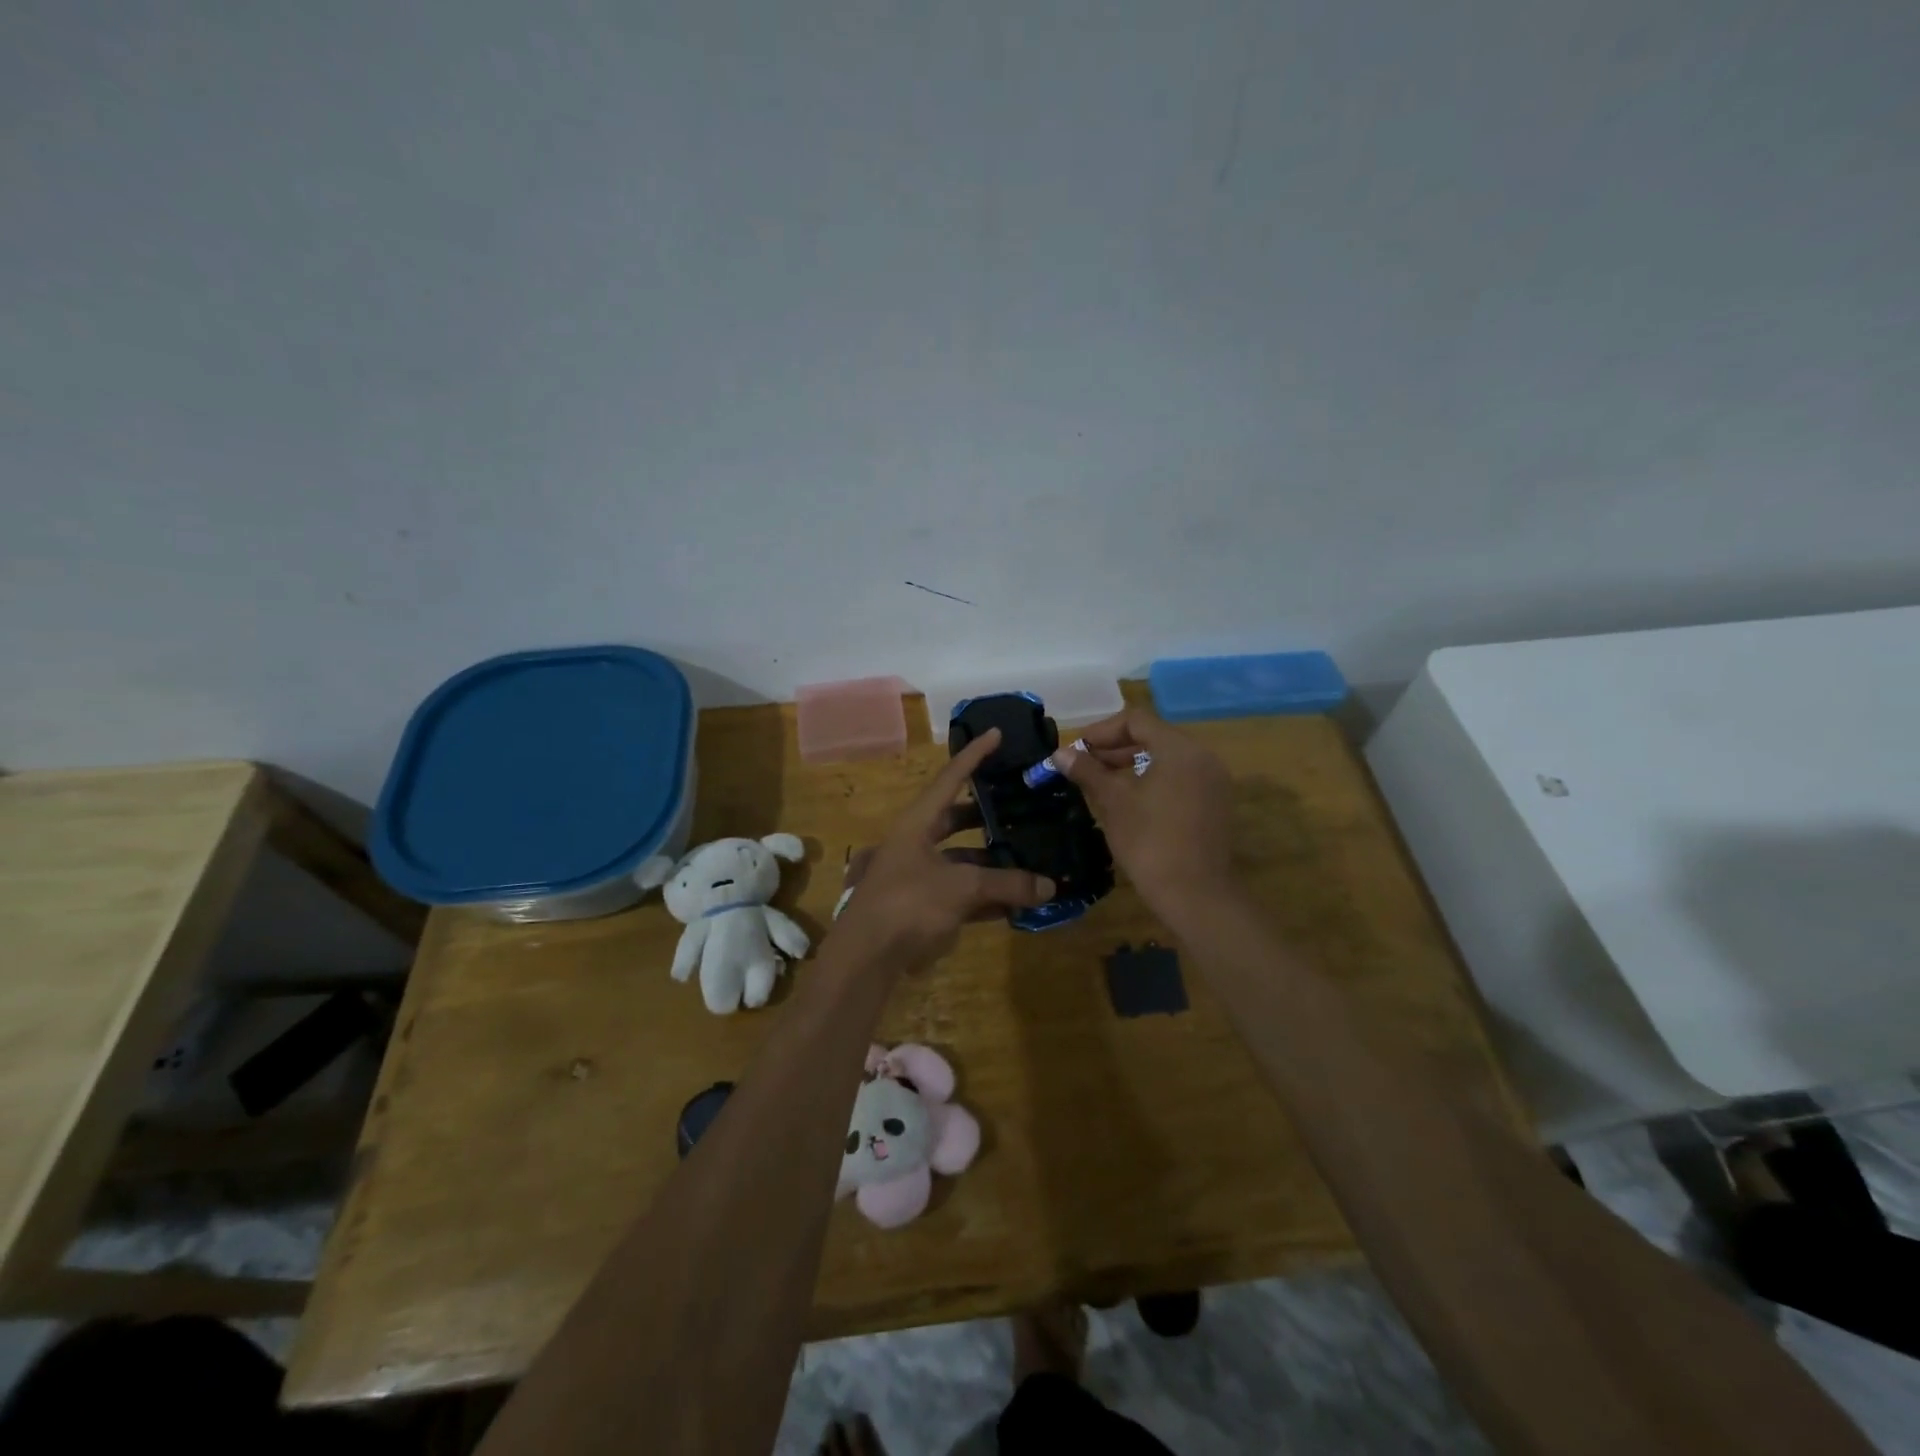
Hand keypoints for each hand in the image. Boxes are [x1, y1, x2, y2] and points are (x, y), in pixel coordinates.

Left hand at [831, 728, 1054, 970]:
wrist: (865, 958)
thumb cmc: (908, 904)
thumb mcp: (961, 887)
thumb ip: (1006, 883)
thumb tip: (1048, 887)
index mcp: (917, 823)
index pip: (950, 778)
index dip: (974, 755)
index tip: (997, 733)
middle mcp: (916, 843)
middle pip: (956, 819)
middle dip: (987, 814)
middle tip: (1020, 806)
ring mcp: (918, 876)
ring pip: (962, 860)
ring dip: (992, 861)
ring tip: (1029, 858)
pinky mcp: (922, 907)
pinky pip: (961, 892)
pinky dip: (986, 894)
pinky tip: (1016, 901)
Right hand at [1050, 707, 1235, 922]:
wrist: (1195, 895)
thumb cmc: (1150, 842)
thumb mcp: (1113, 802)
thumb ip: (1088, 771)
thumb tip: (1060, 753)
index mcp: (1180, 749)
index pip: (1136, 720)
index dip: (1101, 731)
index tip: (1077, 750)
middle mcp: (1203, 757)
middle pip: (1153, 737)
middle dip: (1115, 748)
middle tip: (1084, 765)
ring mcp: (1213, 782)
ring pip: (1167, 759)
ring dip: (1132, 765)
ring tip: (1101, 783)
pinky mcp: (1214, 805)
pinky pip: (1179, 779)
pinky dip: (1153, 781)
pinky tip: (1128, 801)